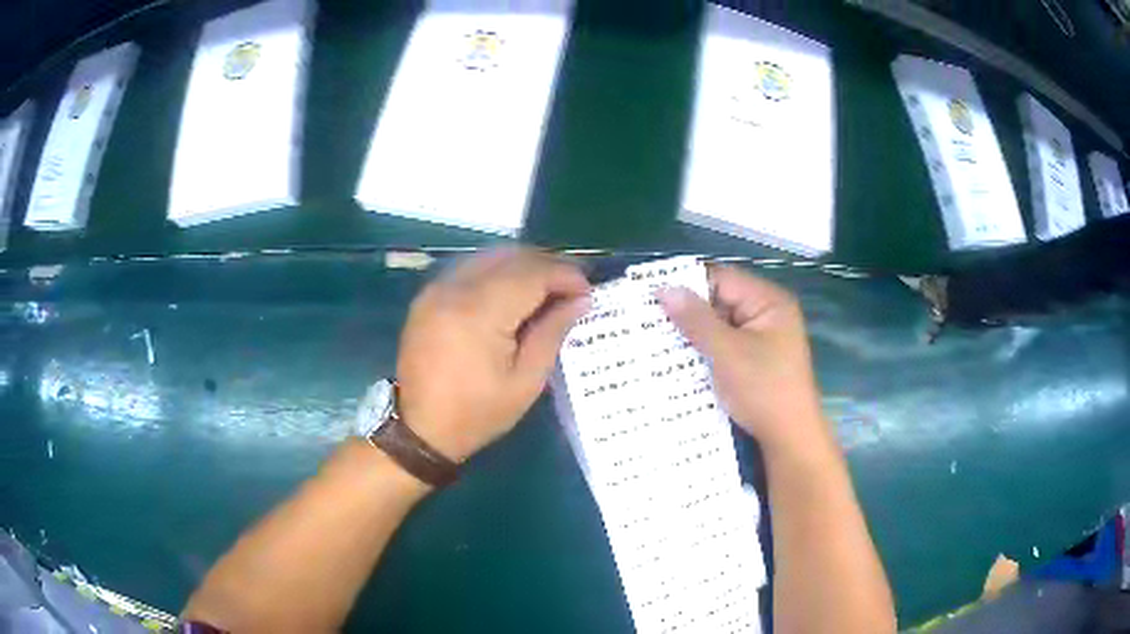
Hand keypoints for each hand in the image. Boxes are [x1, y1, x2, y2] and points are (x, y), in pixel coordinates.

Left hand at [396, 248, 590, 461]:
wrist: (420, 430)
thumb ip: (552, 332)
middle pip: (511, 257)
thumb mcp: (526, 381)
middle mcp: (455, 289)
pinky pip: (469, 268)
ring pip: (490, 257)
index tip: (587, 291)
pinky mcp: (428, 296)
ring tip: (546, 289)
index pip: (531, 274)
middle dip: (547, 266)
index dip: (565, 275)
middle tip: (571, 288)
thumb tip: (581, 299)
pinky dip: (497, 272)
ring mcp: (436, 289)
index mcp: (479, 313)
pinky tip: (512, 293)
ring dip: (523, 265)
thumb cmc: (477, 413)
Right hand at [656, 266, 831, 458]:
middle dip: (688, 311)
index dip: (688, 284)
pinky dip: (705, 350)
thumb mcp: (727, 352)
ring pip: (720, 326)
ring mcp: (762, 339)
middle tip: (647, 318)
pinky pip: (725, 345)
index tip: (652, 294)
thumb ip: (696, 320)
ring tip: (655, 338)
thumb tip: (665, 289)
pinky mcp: (755, 360)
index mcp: (769, 302)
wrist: (789, 439)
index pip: (722, 279)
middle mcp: (767, 314)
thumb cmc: (763, 390)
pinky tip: (679, 359)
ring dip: (694, 334)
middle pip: (721, 301)